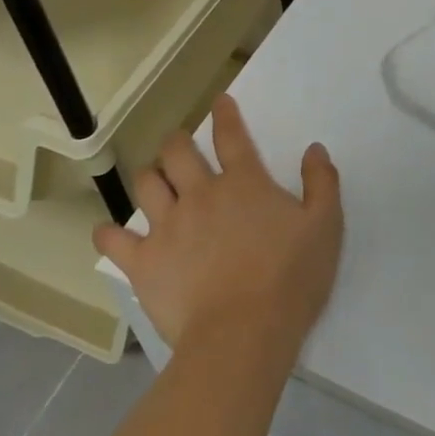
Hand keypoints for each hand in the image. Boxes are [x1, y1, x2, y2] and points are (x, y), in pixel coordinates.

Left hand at [94, 95, 343, 358]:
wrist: (243, 334)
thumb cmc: (290, 278)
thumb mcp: (325, 226)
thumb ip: (322, 183)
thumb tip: (314, 150)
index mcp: (244, 183)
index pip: (232, 136)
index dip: (225, 115)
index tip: (219, 102)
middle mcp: (201, 194)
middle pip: (178, 152)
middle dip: (177, 142)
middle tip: (180, 145)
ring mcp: (167, 226)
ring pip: (147, 185)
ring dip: (151, 177)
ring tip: (156, 182)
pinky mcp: (143, 262)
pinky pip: (115, 240)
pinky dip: (109, 233)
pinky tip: (109, 232)